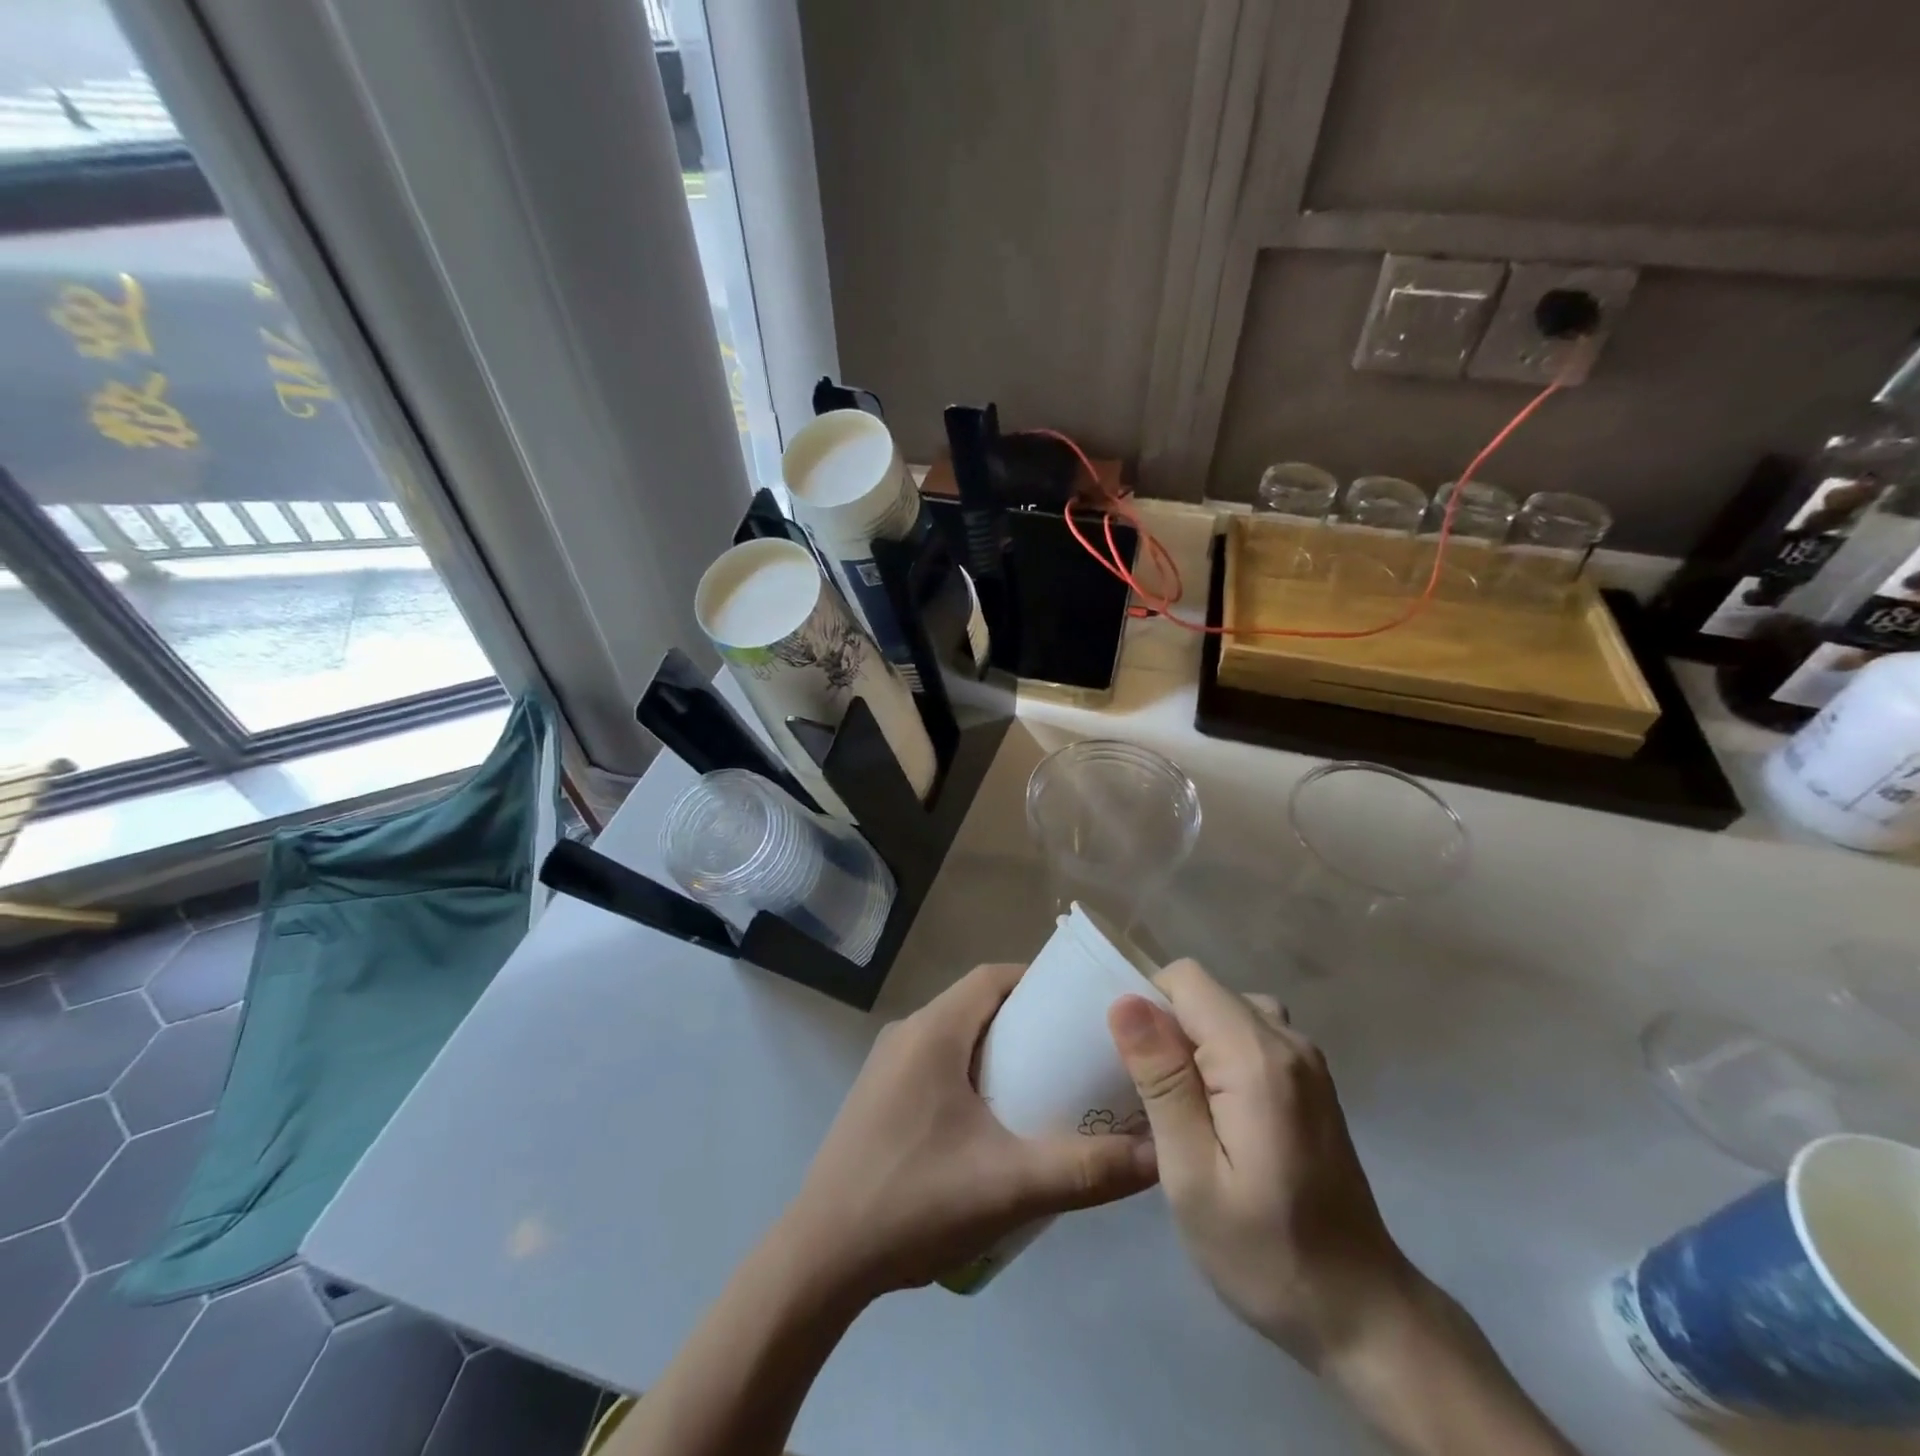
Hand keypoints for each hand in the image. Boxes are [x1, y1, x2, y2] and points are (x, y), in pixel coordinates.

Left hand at [782, 962, 1157, 1300]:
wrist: (819, 1258)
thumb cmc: (913, 1202)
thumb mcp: (1009, 1186)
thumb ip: (1086, 1170)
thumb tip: (1159, 1157)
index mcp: (932, 1031)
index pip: (992, 977)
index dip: (1038, 983)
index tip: (1080, 1008)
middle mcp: (906, 1034)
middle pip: (976, 1004)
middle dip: (1026, 1020)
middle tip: (1074, 1052)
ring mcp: (887, 1065)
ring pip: (955, 1034)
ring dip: (997, 1048)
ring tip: (1045, 1086)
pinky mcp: (879, 1096)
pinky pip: (935, 1062)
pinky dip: (970, 1071)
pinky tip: (994, 1121)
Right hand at [1108, 960, 1416, 1368]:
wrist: (1363, 1314)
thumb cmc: (1266, 1253)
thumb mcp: (1192, 1175)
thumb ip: (1161, 1082)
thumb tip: (1125, 1002)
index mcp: (1258, 1058)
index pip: (1186, 980)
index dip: (1148, 1007)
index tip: (1133, 1066)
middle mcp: (1289, 1041)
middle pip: (1206, 993)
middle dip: (1167, 1028)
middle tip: (1150, 1097)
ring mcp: (1307, 1060)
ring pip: (1226, 1011)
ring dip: (1192, 1043)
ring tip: (1179, 1105)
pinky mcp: (1311, 1081)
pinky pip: (1250, 1035)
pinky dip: (1219, 1055)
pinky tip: (1215, 1114)